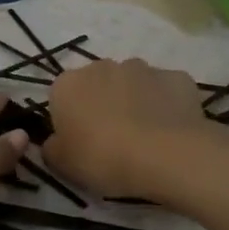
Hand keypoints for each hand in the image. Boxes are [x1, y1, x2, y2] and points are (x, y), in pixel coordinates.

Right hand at [42, 59, 211, 197]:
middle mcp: (103, 66)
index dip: (70, 120)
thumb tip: (55, 142)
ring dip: (135, 102)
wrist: (165, 155)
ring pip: (134, 84)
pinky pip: (166, 91)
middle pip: (98, 85)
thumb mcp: (61, 163)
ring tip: (146, 137)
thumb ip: (52, 147)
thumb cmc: (102, 157)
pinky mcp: (177, 77)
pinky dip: (167, 105)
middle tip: (112, 140)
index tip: (80, 143)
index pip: (61, 97)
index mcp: (68, 84)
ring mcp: (143, 68)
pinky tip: (171, 130)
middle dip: (103, 105)